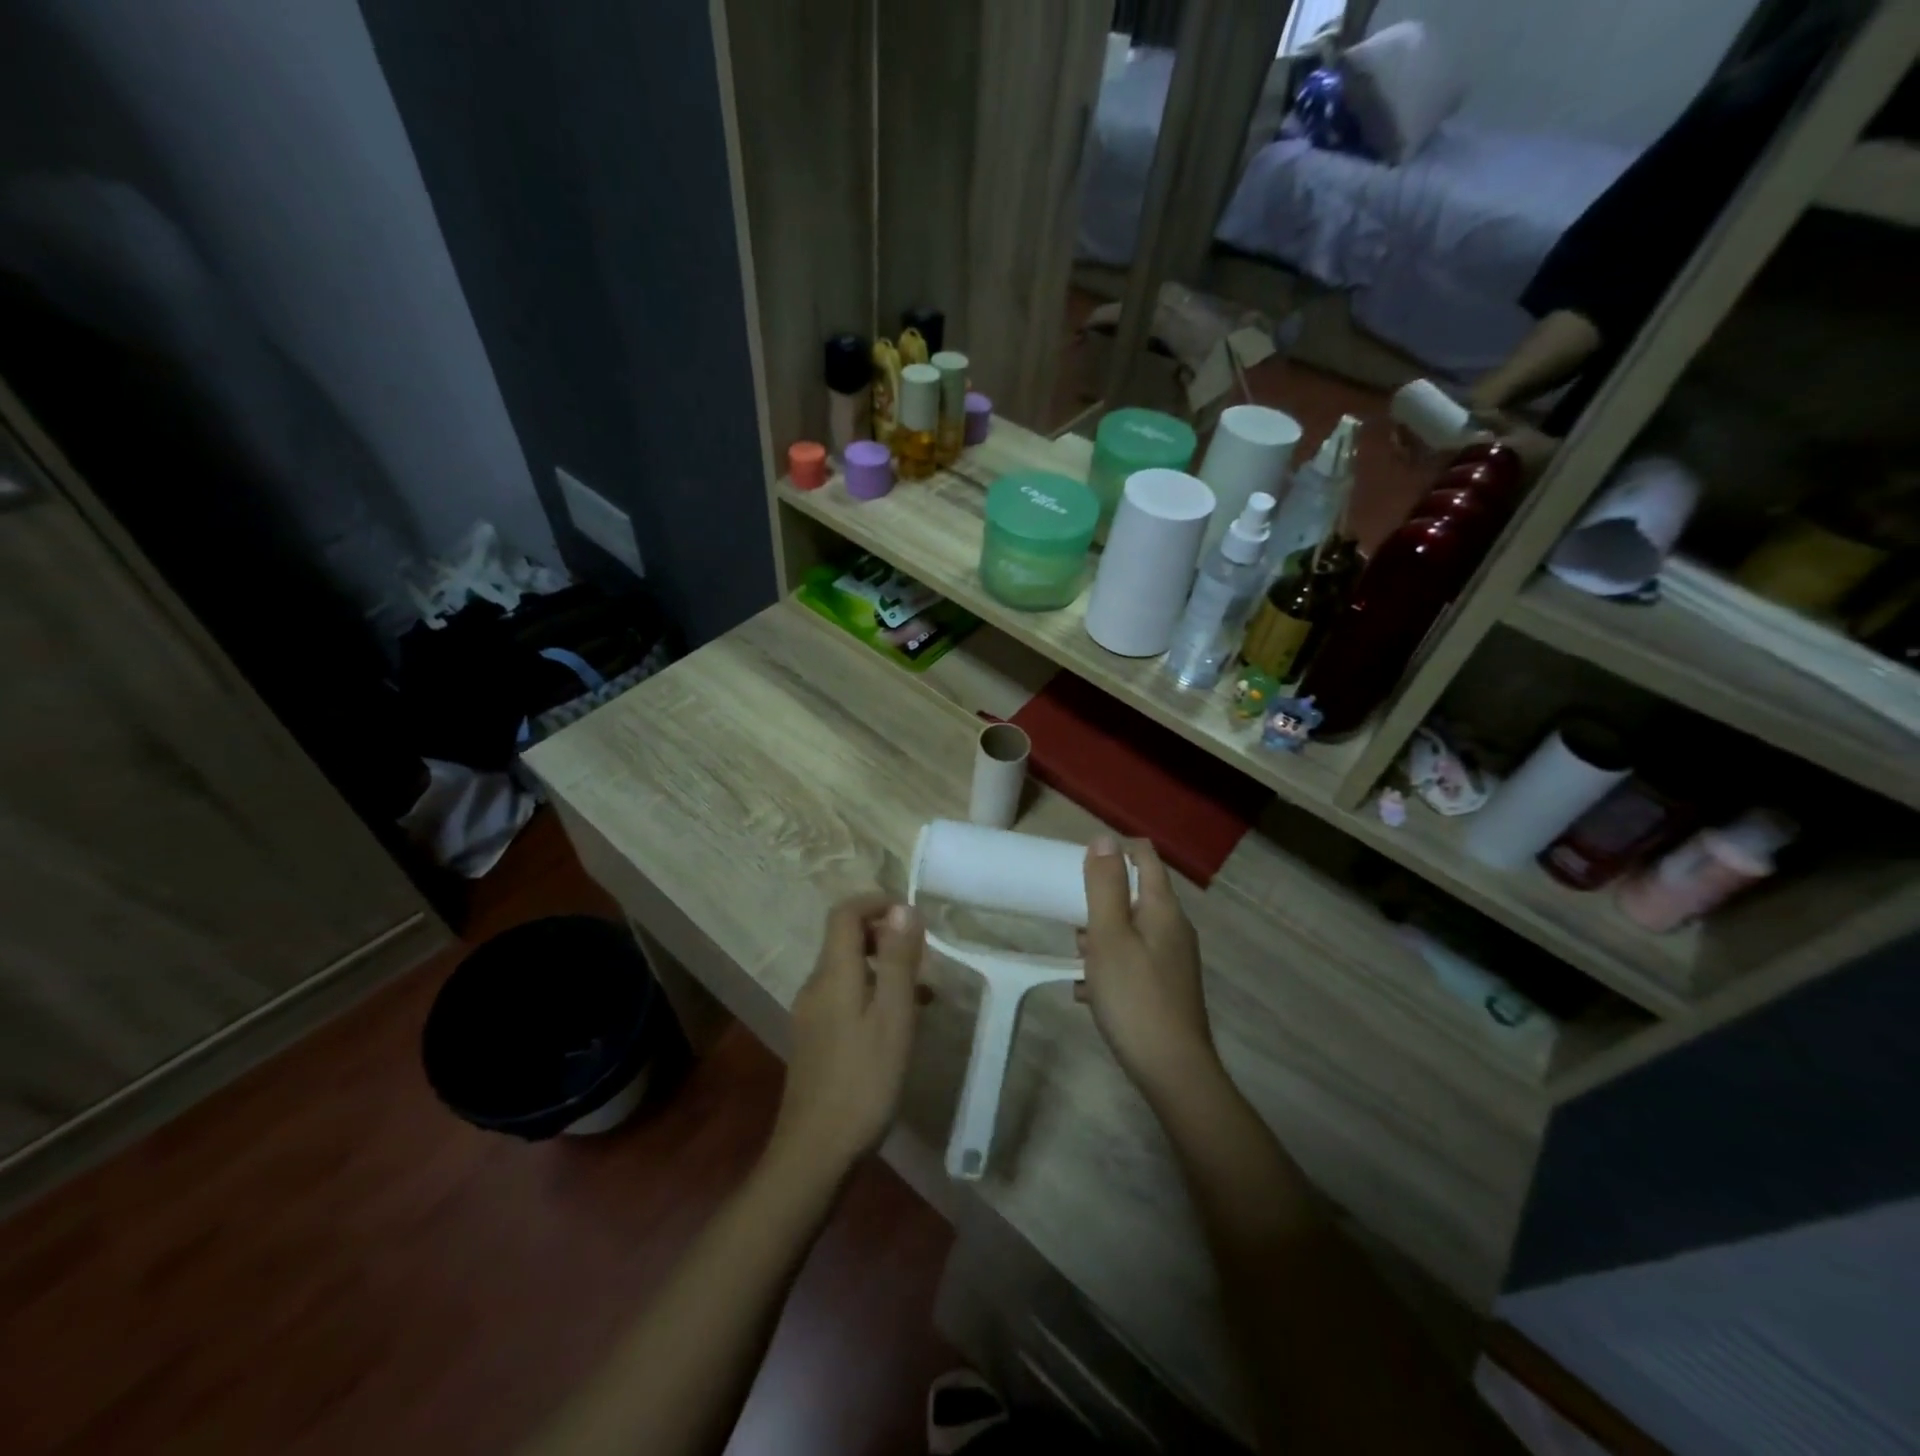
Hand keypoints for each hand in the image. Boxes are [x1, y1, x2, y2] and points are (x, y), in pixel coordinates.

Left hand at [770, 894, 924, 1182]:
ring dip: (884, 967)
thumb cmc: (863, 1081)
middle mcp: (816, 986)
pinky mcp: (816, 1039)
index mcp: (833, 974)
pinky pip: (846, 997)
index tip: (911, 914)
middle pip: (845, 939)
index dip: (875, 902)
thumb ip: (898, 960)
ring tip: (923, 992)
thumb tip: (903, 908)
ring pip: (849, 970)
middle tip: (923, 955)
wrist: (816, 1153)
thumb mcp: (893, 1017)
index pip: (844, 914)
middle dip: (884, 935)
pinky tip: (900, 1023)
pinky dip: (874, 994)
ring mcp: (812, 1014)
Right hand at [1078, 837, 1216, 1097]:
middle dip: (1101, 901)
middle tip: (1073, 921)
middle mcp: (1174, 929)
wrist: (1172, 1072)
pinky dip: (1109, 966)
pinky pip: (1132, 961)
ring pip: (1131, 930)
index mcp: (1164, 909)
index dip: (1115, 851)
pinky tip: (1086, 991)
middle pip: (1136, 894)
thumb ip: (1105, 886)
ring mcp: (1173, 961)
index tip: (1080, 865)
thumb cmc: (1135, 997)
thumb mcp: (1109, 936)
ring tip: (1077, 958)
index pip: (1145, 857)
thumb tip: (1104, 839)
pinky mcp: (1166, 988)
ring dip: (1101, 936)